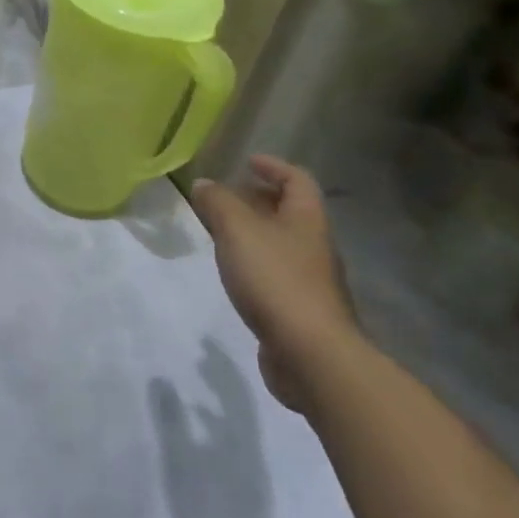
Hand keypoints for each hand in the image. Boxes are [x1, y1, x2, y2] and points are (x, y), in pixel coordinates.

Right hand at [190, 157, 356, 412]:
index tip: (246, 162)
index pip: (297, 180)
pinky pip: (276, 273)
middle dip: (259, 199)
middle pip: (290, 212)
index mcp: (306, 220)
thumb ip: (218, 203)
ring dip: (254, 233)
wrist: (311, 355)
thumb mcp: (237, 231)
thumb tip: (204, 184)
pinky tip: (233, 273)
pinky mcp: (301, 310)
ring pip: (281, 244)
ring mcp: (310, 280)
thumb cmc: (275, 280)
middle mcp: (314, 246)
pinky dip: (254, 264)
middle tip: (225, 197)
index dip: (273, 167)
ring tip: (220, 232)